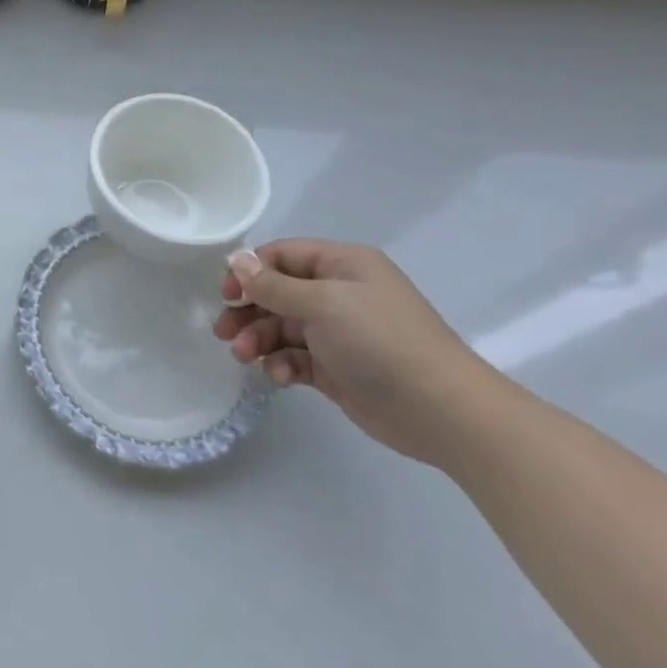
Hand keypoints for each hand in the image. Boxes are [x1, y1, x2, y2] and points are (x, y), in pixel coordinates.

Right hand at [216, 239, 501, 464]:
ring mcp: (339, 332)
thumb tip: (237, 259)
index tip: (225, 293)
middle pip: (277, 292)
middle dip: (248, 311)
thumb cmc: (380, 341)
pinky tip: (278, 377)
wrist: (442, 412)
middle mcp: (339, 293)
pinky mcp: (338, 368)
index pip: (282, 255)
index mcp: (342, 265)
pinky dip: (281, 364)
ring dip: (258, 339)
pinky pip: (296, 357)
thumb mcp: (322, 303)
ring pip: (282, 327)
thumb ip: (273, 284)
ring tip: (244, 357)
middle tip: (223, 332)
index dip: (250, 270)